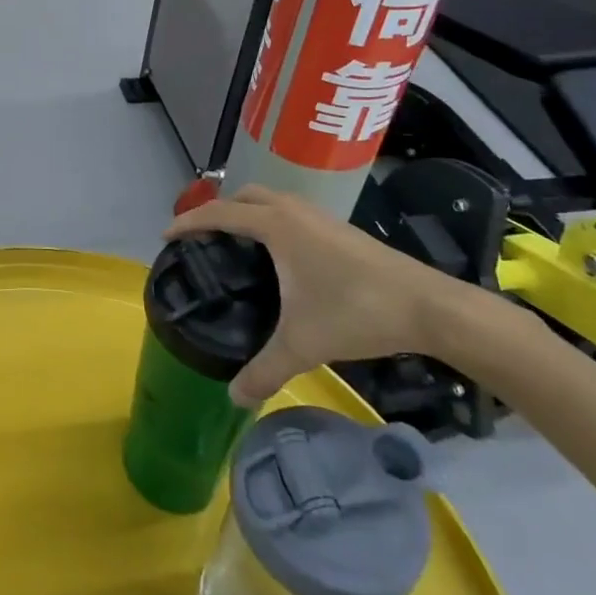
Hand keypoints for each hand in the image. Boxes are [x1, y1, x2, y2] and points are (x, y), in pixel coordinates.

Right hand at [166, 184, 458, 405]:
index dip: (188, 222)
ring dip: (246, 213)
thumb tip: (232, 398)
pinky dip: (270, 221)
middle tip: (202, 240)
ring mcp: (318, 215)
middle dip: (217, 211)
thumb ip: (263, 370)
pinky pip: (289, 212)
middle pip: (243, 196)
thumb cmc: (357, 312)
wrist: (428, 306)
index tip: (166, 236)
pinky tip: (278, 257)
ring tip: (234, 245)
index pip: (219, 213)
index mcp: (276, 225)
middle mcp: (293, 210)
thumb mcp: (303, 344)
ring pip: (269, 200)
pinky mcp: (338, 227)